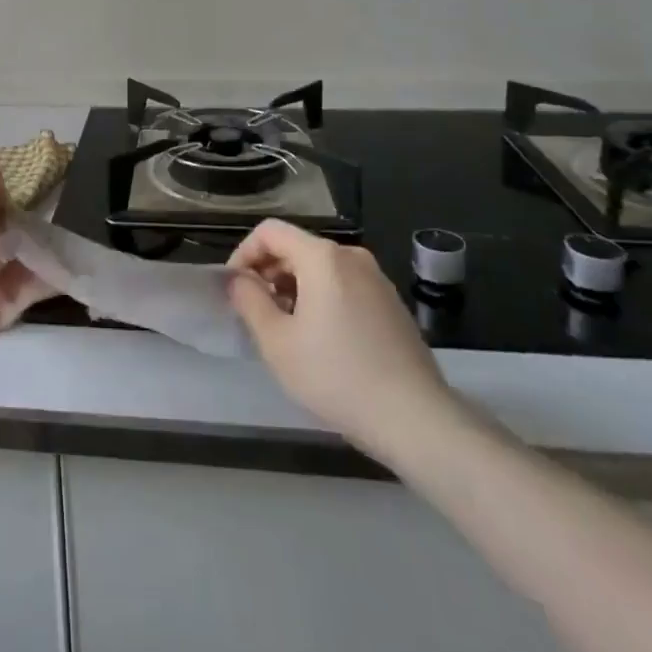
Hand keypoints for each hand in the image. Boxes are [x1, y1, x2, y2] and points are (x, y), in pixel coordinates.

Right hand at [228, 220, 462, 465]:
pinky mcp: (392, 304)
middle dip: (269, 273)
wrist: (416, 420)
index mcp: (322, 256)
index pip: (270, 232)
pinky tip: (321, 341)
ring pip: (320, 269)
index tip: (235, 289)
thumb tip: (238, 280)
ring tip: (286, 331)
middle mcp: (351, 256)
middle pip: (296, 247)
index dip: (244, 254)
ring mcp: (377, 279)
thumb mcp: (277, 342)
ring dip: (294, 289)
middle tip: (256, 313)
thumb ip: (249, 301)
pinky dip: (322, 299)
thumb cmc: (337, 376)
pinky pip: (344, 286)